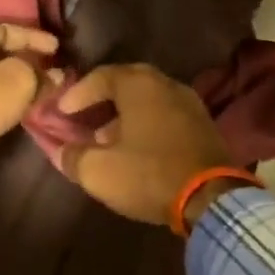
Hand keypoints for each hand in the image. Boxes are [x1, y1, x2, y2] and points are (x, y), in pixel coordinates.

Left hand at [0, 22, 58, 158]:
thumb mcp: (18, 80)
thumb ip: (40, 73)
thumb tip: (57, 75)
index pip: (7, 29)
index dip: (36, 39)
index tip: (58, 49)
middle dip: (23, 60)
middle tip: (49, 69)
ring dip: (10, 79)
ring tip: (34, 87)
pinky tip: (11, 102)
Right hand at [55, 63, 234, 226]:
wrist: (212, 198)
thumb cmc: (149, 174)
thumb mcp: (98, 171)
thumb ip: (73, 156)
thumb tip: (61, 151)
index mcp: (139, 85)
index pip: (100, 76)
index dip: (77, 93)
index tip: (62, 112)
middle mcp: (166, 84)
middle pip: (127, 83)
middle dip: (102, 99)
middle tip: (84, 116)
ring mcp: (190, 103)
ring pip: (148, 100)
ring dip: (125, 115)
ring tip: (106, 138)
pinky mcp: (204, 125)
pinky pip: (166, 115)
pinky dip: (147, 125)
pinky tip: (137, 149)